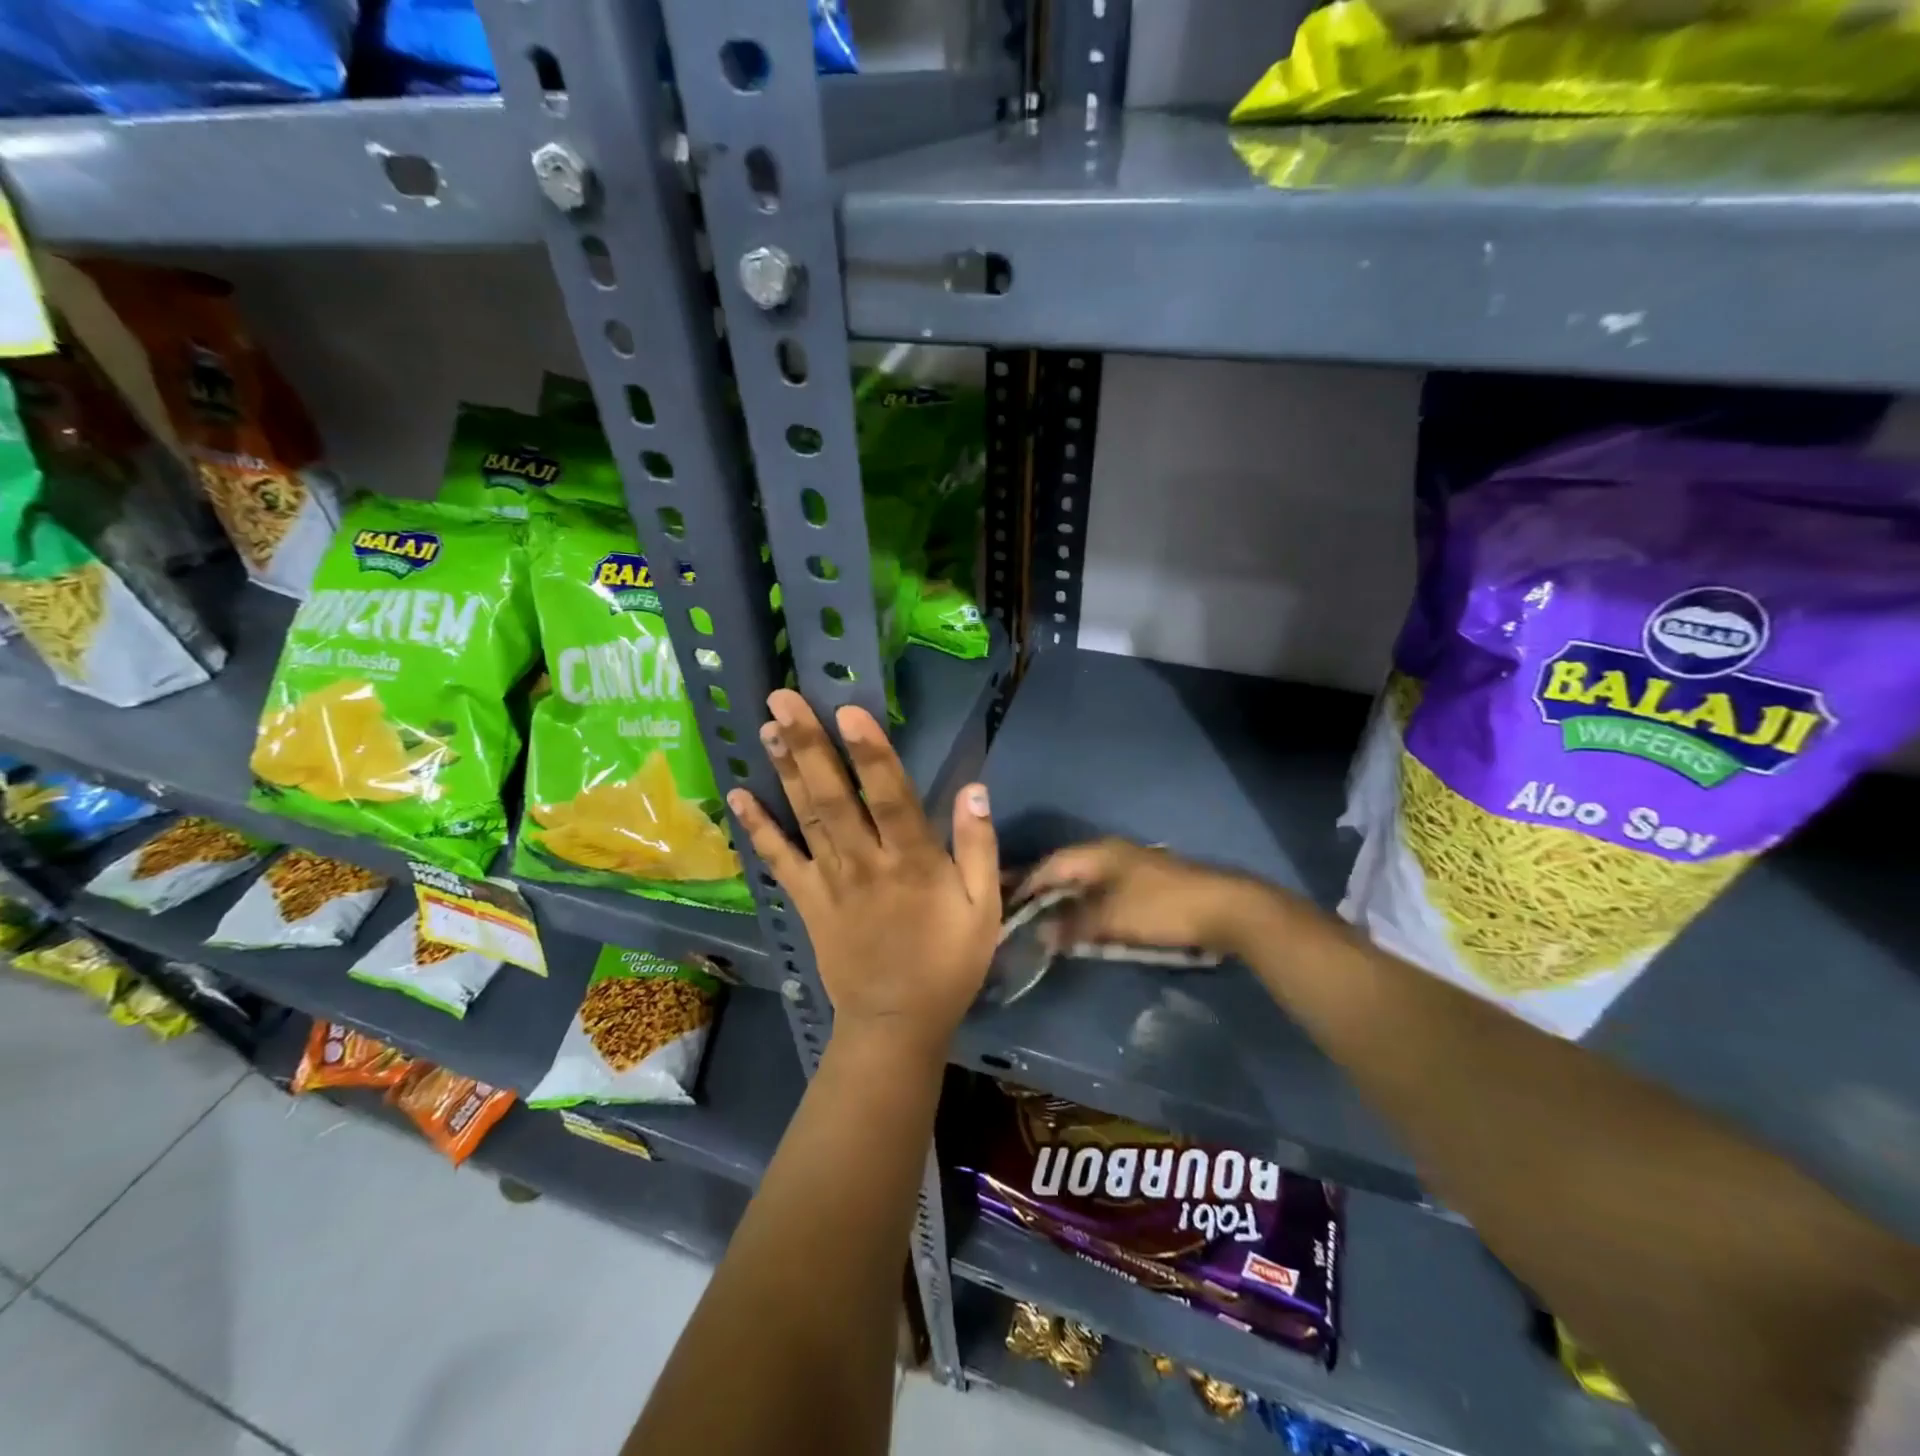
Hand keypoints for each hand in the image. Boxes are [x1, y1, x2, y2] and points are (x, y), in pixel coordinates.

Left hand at [727, 689, 999, 1057]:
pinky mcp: (807, 901)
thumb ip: (978, 848)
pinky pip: (779, 860)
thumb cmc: (947, 964)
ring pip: (804, 817)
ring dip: (785, 770)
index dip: (870, 753)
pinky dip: (757, 828)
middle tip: (783, 698)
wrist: (896, 1024)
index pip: (889, 796)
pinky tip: (738, 796)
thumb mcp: (983, 910)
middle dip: (809, 745)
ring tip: (767, 726)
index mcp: (912, 862)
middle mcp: (864, 862)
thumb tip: (974, 789)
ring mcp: (829, 881)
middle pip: (833, 796)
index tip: (848, 712)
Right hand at [1017, 838, 1278, 959]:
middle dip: (1045, 894)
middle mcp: (1111, 853)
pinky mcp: (1148, 885)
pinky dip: (1091, 908)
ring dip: (1069, 903)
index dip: (1027, 884)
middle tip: (1024, 917)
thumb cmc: (1160, 908)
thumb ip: (1073, 925)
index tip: (1006, 906)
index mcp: (1098, 852)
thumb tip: (1039, 934)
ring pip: (1088, 883)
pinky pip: (1106, 893)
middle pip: (1067, 871)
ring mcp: (1132, 867)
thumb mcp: (1111, 919)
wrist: (1225, 909)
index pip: (1050, 864)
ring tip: (1049, 925)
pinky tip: (1086, 926)